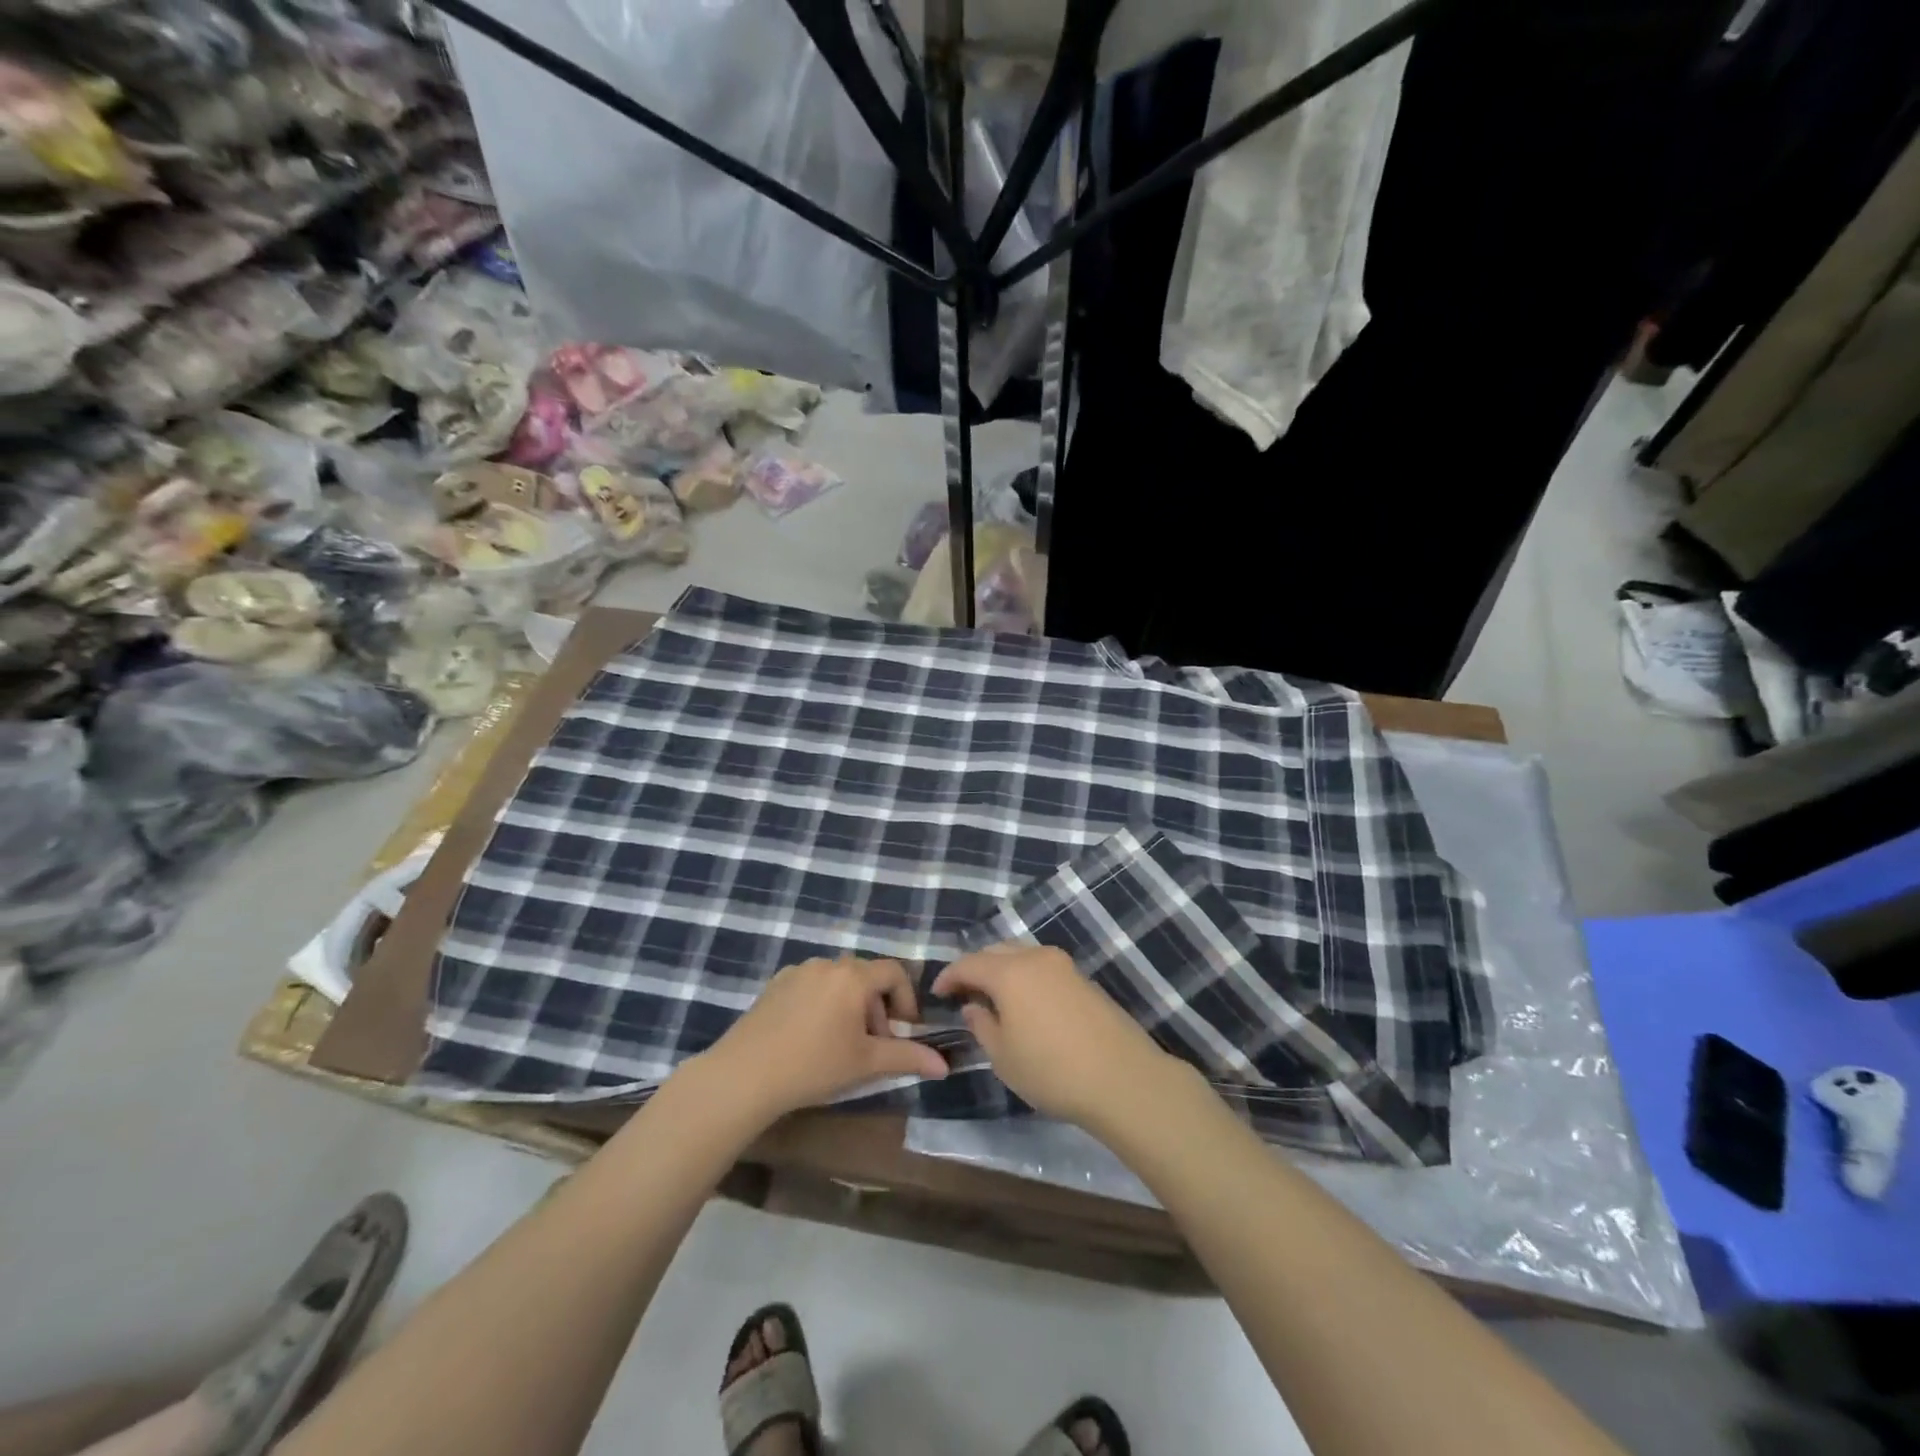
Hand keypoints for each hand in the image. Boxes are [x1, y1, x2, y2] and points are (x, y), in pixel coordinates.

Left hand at [701, 956, 948, 1123]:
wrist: (744, 1075)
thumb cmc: (814, 1065)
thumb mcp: (866, 1063)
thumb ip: (908, 1057)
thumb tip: (944, 1065)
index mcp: (854, 976)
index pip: (895, 972)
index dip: (907, 1000)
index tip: (904, 1032)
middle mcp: (827, 963)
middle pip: (866, 976)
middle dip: (878, 1008)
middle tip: (874, 1045)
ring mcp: (797, 971)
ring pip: (838, 981)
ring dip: (851, 1006)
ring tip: (842, 1044)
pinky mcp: (775, 984)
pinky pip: (812, 986)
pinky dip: (823, 1004)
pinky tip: (810, 1038)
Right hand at [932, 943, 1180, 1132]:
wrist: (1122, 1078)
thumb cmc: (1052, 1071)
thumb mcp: (1004, 1057)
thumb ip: (982, 1026)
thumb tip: (973, 1007)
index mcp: (1010, 972)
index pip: (969, 963)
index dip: (949, 976)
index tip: (937, 993)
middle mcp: (1036, 958)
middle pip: (996, 951)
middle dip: (975, 967)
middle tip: (963, 992)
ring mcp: (1064, 965)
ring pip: (1022, 955)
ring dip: (1002, 969)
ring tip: (993, 997)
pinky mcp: (1084, 979)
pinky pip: (1042, 967)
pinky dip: (1025, 977)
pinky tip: (1026, 1003)